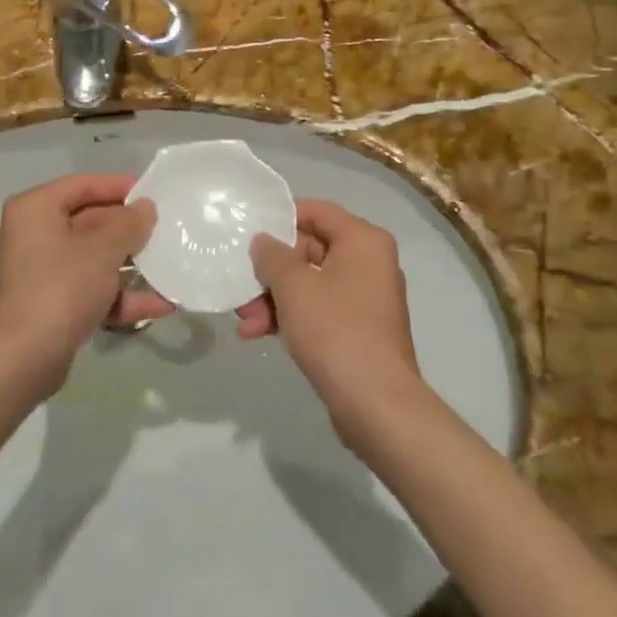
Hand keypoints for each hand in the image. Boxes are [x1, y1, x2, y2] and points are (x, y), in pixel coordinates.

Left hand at [0, 174, 165, 394]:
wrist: (24, 359)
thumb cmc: (62, 287)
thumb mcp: (102, 250)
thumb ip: (129, 224)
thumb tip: (146, 207)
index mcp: (36, 209)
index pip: (82, 185)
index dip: (117, 186)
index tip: (151, 192)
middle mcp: (35, 234)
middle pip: (90, 221)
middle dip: (128, 230)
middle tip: (165, 229)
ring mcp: (43, 271)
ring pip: (94, 258)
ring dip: (130, 265)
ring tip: (169, 266)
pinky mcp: (53, 304)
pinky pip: (91, 288)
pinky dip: (120, 295)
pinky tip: (160, 305)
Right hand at [245, 201, 422, 445]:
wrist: (376, 404)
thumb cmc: (335, 330)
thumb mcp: (293, 285)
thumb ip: (272, 255)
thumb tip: (263, 241)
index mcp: (363, 240)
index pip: (317, 211)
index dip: (281, 217)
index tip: (249, 229)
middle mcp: (370, 263)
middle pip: (310, 250)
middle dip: (271, 271)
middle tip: (241, 287)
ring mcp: (365, 299)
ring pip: (310, 284)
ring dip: (274, 298)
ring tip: (245, 320)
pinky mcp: (359, 330)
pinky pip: (319, 310)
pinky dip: (291, 317)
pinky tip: (259, 334)